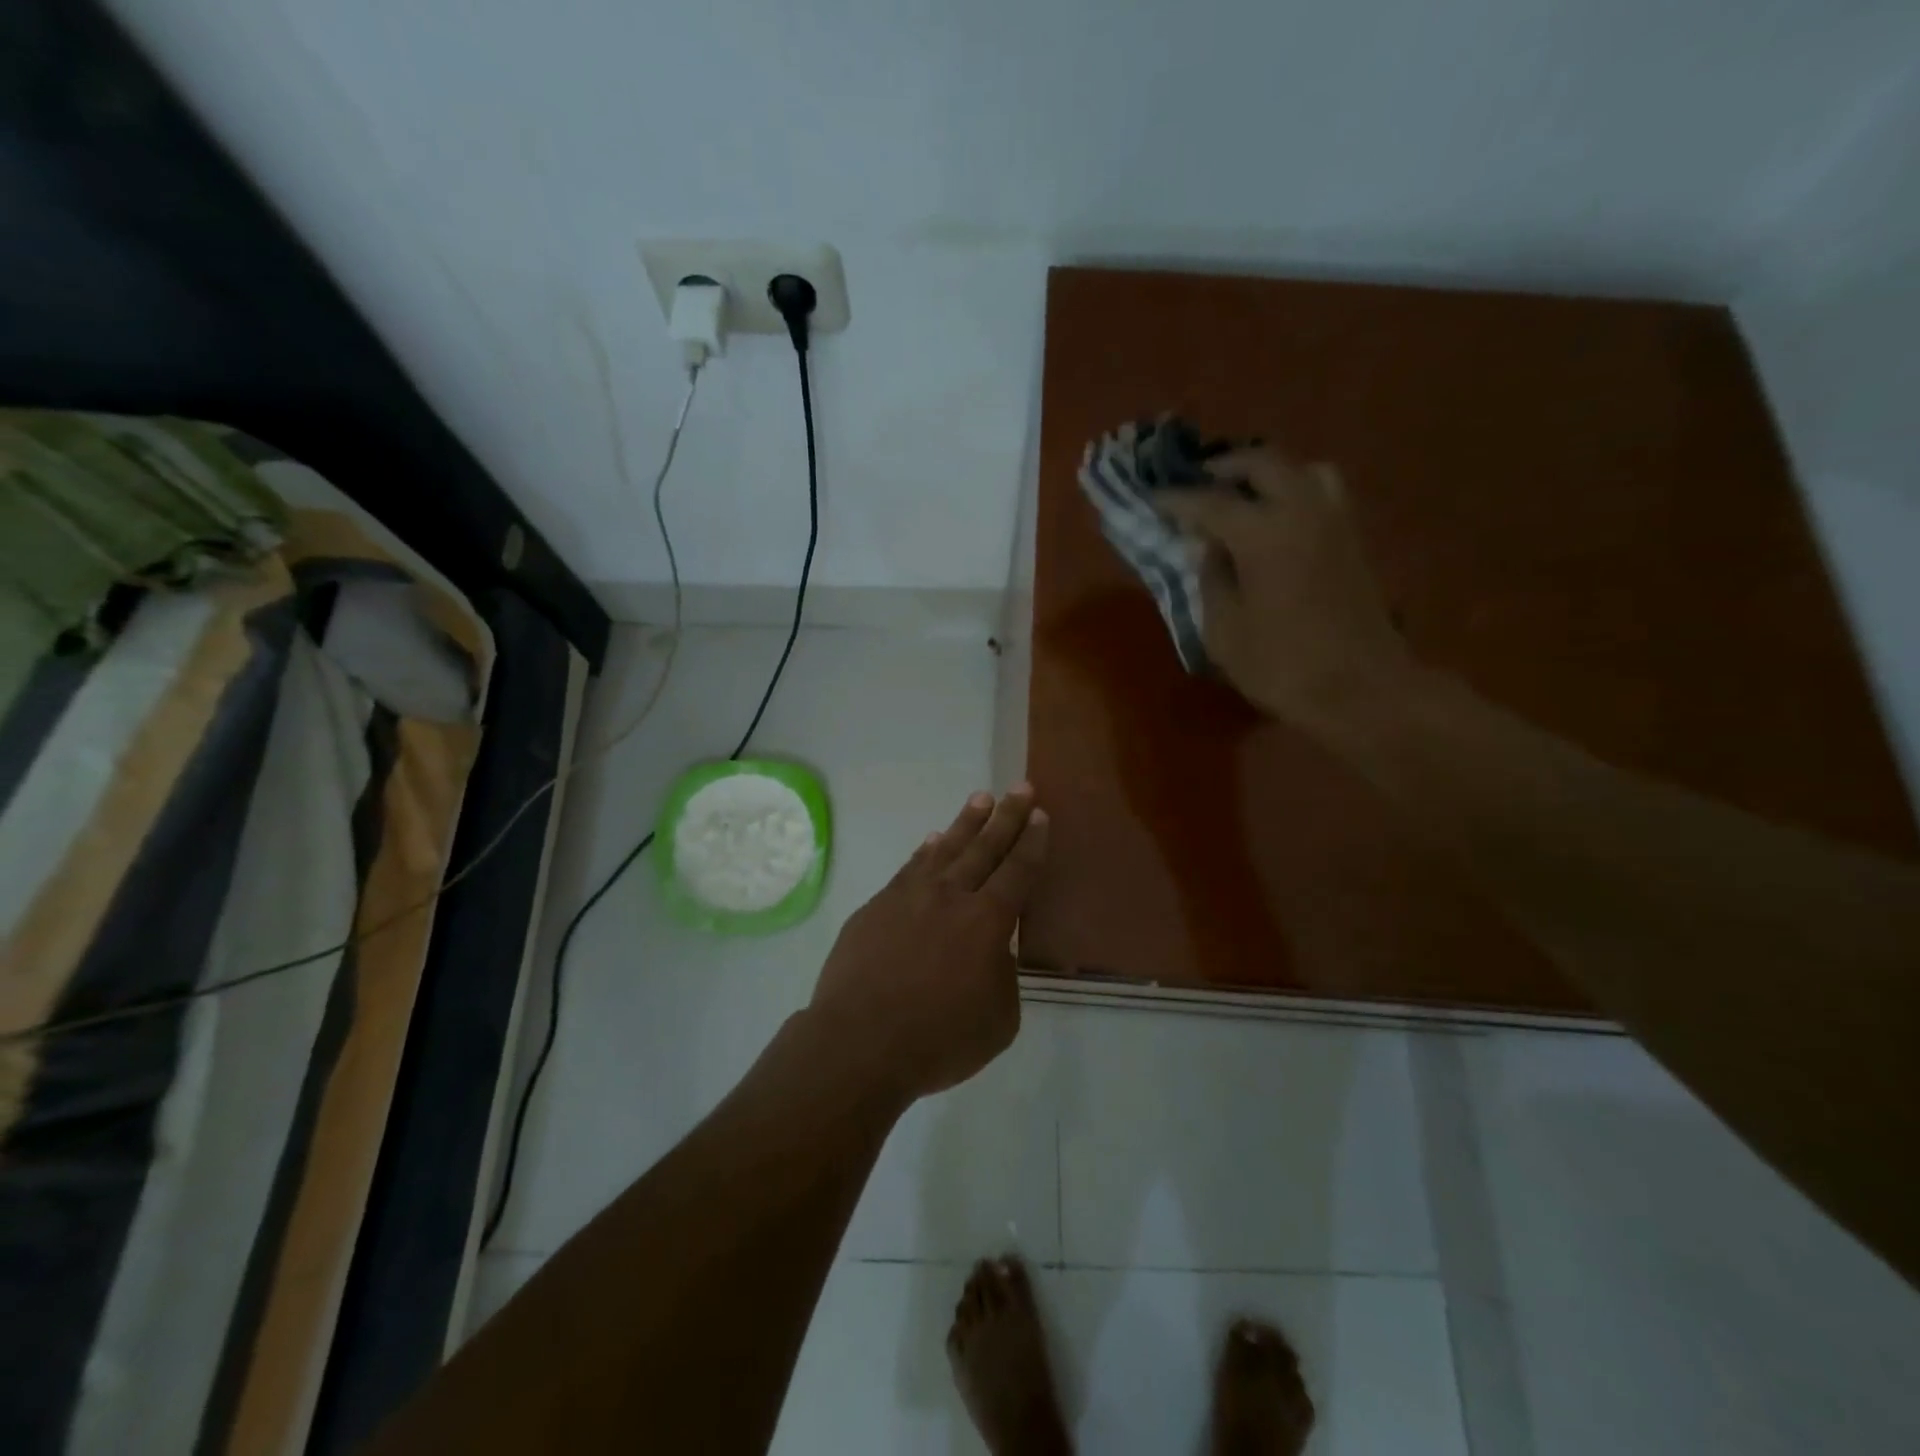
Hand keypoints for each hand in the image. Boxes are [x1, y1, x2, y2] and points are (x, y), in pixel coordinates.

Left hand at [807, 786, 1048, 1102]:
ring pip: (945, 849)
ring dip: (966, 823)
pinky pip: (909, 868)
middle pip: (984, 848)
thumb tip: (992, 951)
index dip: (1031, 843)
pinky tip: (932, 839)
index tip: (1040, 815)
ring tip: (981, 799)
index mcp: (986, 922)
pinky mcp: (877, 906)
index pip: (1017, 872)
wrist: (859, 1043)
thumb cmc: (938, 1040)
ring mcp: (909, 897)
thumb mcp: (998, 1019)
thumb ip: (1002, 976)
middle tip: (1020, 788)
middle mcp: (950, 897)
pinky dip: (925, 850)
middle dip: (1007, 817)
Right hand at [1159, 447, 1410, 730]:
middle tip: (1198, 484)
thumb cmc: (1282, 665)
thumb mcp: (1225, 631)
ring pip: (1302, 469)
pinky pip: (1322, 493)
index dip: (1177, 500)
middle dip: (1225, 468)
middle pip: (1263, 464)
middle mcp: (1303, 511)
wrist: (1362, 689)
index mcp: (1264, 533)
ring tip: (1243, 496)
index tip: (1152, 498)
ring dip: (1268, 474)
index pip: (1210, 502)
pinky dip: (1293, 491)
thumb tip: (1209, 548)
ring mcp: (1336, 521)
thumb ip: (1211, 580)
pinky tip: (1275, 520)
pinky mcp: (1354, 539)